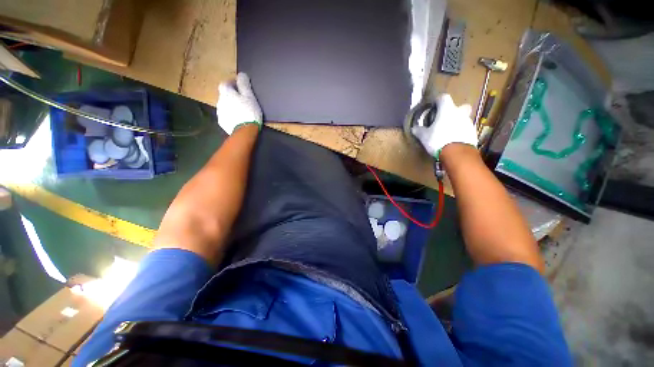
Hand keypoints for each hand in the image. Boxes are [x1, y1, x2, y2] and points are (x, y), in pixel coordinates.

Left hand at [217, 72, 262, 134]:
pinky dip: (231, 115)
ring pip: (225, 105)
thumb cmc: (249, 112)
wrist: (245, 131)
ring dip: (231, 106)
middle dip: (232, 96)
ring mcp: (220, 112)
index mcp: (226, 93)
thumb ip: (244, 85)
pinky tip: (238, 119)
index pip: (225, 83)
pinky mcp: (222, 122)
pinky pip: (226, 115)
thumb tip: (241, 74)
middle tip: (243, 100)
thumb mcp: (250, 97)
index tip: (240, 87)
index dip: (232, 83)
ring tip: (241, 111)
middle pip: (224, 95)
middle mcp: (220, 101)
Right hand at [412, 94, 476, 158]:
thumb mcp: (424, 136)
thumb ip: (419, 130)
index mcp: (447, 109)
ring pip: (463, 118)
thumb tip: (414, 128)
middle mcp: (459, 112)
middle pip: (460, 106)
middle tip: (445, 119)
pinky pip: (466, 129)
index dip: (438, 101)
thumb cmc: (438, 140)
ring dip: (457, 123)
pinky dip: (461, 132)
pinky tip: (453, 140)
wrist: (457, 153)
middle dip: (454, 111)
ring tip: (448, 133)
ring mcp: (468, 122)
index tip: (433, 106)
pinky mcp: (473, 133)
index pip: (443, 97)